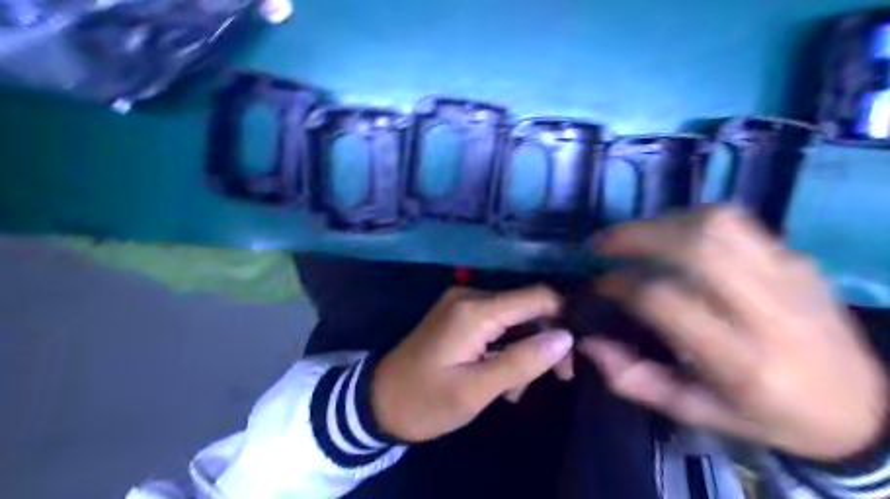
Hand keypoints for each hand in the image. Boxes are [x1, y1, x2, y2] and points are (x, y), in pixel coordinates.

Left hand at [372, 287, 573, 441]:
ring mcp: (463, 303)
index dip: (563, 319)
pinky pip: (497, 323)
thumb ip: (522, 362)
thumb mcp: (476, 390)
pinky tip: (502, 377)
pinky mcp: (459, 315)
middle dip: (545, 340)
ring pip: (514, 317)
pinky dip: (507, 347)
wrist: (378, 400)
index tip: (573, 355)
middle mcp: (471, 296)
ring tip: (516, 390)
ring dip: (525, 350)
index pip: (538, 296)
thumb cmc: (425, 400)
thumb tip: (566, 337)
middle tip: (553, 379)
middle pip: (528, 306)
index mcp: (475, 310)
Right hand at [582, 204, 885, 458]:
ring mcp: (790, 277)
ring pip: (719, 224)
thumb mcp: (695, 413)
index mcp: (741, 360)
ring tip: (634, 236)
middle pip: (696, 247)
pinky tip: (673, 235)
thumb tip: (587, 343)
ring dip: (663, 222)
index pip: (665, 300)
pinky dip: (691, 220)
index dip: (620, 285)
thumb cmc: (767, 416)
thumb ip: (635, 379)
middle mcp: (768, 312)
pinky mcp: (798, 259)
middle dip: (636, 236)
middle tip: (602, 244)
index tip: (599, 286)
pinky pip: (738, 223)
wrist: (862, 409)